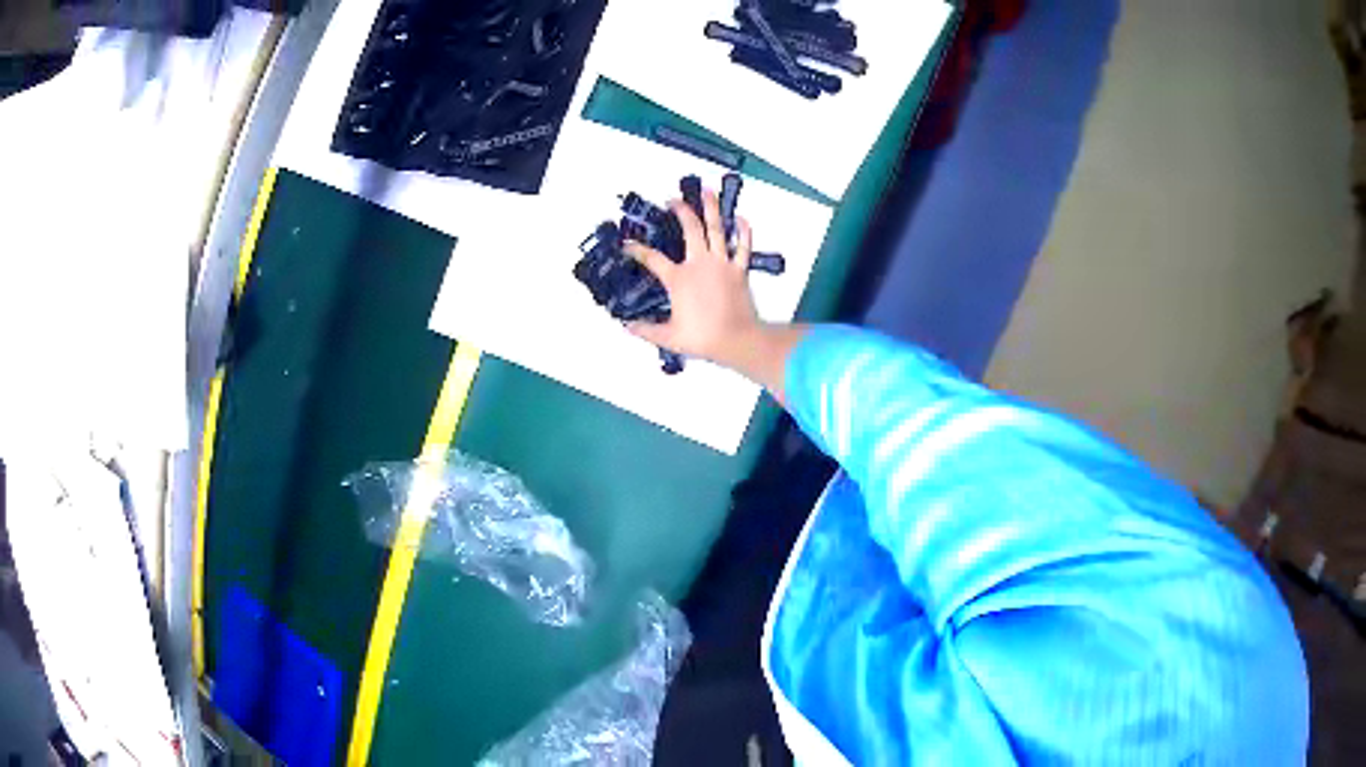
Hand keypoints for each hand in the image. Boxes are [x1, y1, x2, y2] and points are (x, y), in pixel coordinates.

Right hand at [623, 188, 762, 366]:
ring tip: (708, 190)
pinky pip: (743, 246)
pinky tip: (741, 218)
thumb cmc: (702, 338)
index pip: (652, 259)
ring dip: (711, 207)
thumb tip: (627, 327)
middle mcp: (699, 264)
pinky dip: (743, 231)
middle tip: (674, 200)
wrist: (738, 340)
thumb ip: (646, 330)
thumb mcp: (668, 337)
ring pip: (717, 229)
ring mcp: (722, 264)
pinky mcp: (740, 270)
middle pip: (690, 229)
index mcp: (679, 279)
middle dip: (681, 211)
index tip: (627, 244)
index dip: (637, 250)